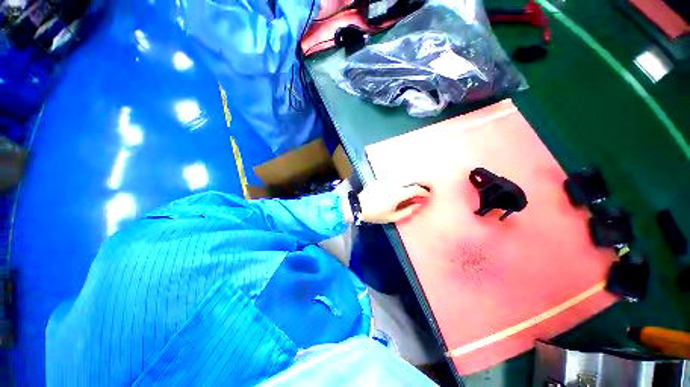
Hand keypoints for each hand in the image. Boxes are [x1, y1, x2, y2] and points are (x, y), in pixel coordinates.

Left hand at [343, 181, 430, 223]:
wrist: (358, 207)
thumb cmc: (375, 214)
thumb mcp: (392, 217)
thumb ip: (407, 211)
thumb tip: (418, 205)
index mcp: (396, 194)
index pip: (414, 189)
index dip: (423, 192)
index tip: (427, 195)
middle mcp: (393, 184)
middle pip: (411, 179)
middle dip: (420, 183)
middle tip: (425, 188)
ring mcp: (386, 180)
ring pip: (403, 177)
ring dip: (412, 180)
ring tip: (415, 187)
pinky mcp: (381, 179)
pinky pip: (395, 178)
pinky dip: (402, 180)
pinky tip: (403, 185)